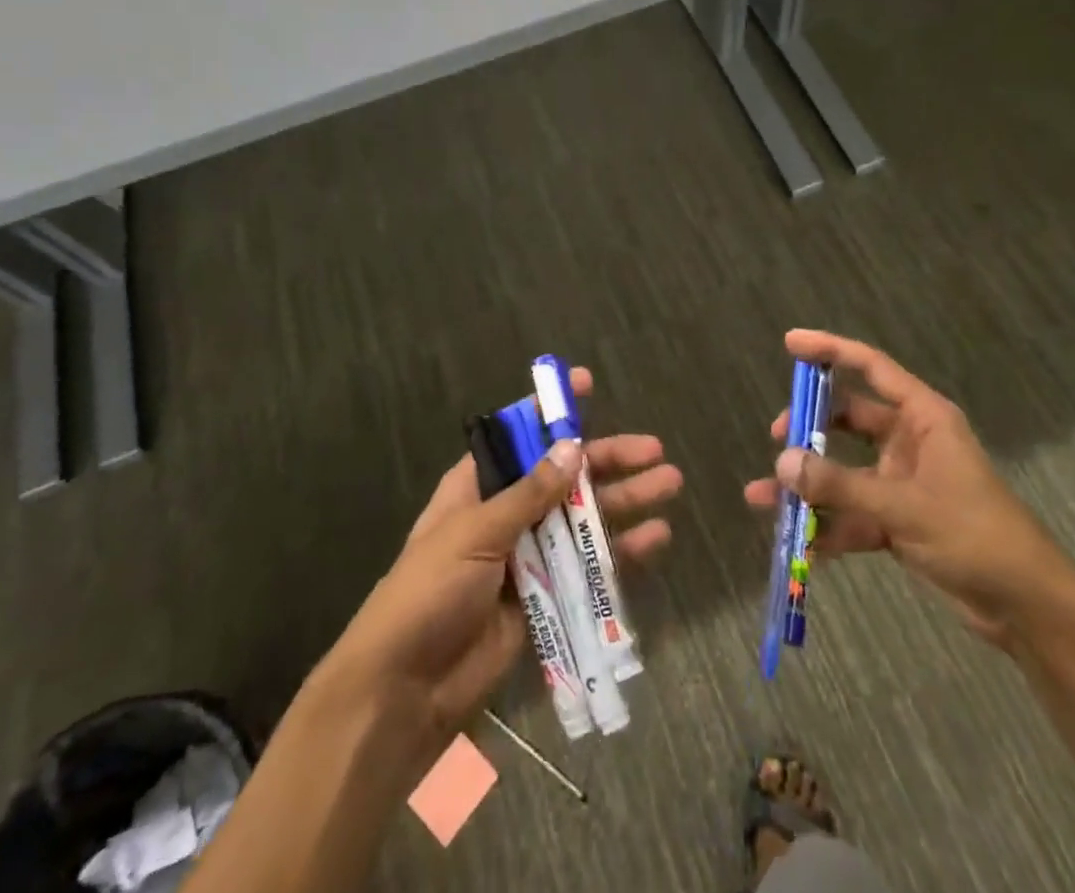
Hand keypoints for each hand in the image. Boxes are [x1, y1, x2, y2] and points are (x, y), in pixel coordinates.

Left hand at [320, 367, 680, 744]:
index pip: (520, 436)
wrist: (405, 691)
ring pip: (584, 518)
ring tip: (669, 486)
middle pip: (565, 476)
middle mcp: (507, 513)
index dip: (553, 411)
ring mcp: (528, 555)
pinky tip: (656, 538)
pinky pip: (588, 566)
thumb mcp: (474, 532)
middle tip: (655, 451)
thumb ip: (528, 494)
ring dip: (625, 502)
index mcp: (478, 486)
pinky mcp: (546, 596)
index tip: (587, 384)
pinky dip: (620, 552)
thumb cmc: (429, 593)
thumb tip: (573, 448)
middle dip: (609, 461)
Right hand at [745, 330, 1074, 648]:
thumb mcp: (904, 507)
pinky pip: (853, 513)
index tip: (790, 342)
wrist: (1027, 606)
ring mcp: (903, 482)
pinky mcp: (899, 521)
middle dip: (809, 426)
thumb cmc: (974, 535)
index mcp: (923, 418)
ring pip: (844, 471)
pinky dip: (827, 526)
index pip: (870, 367)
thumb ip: (840, 485)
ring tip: (763, 498)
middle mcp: (910, 442)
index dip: (830, 349)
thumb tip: (782, 462)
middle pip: (849, 418)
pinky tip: (797, 543)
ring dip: (809, 485)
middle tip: (777, 438)